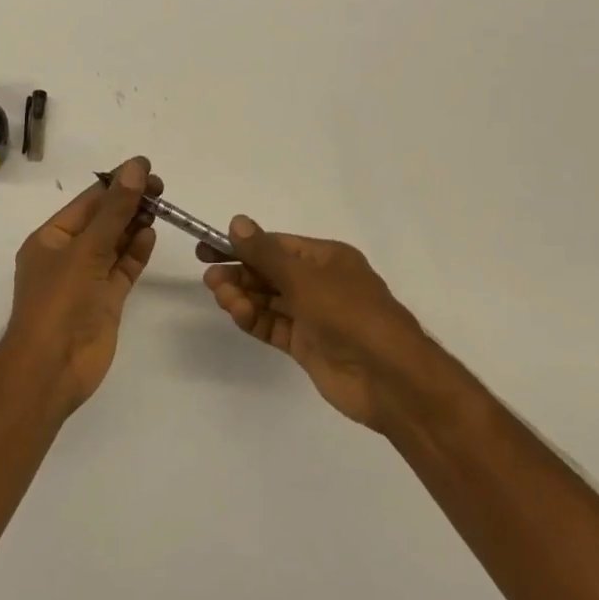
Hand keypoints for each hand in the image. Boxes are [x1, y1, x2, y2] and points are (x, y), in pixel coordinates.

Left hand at [4, 157, 160, 412]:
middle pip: (102, 221)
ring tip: (160, 206)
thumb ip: (115, 210)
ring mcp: (87, 279)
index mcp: (50, 239)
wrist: (53, 367)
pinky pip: (123, 268)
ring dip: (134, 225)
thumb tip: (136, 167)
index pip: (86, 202)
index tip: (146, 169)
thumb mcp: (87, 249)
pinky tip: (151, 234)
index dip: (115, 183)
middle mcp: (67, 256)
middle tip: (161, 188)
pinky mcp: (105, 300)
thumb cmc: (60, 301)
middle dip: (128, 203)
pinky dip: (137, 252)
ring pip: (115, 244)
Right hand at [198, 218, 438, 432]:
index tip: (209, 249)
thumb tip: (237, 222)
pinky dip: (254, 319)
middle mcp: (320, 283)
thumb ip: (265, 253)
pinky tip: (238, 314)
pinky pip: (273, 326)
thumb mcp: (304, 278)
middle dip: (240, 274)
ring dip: (243, 296)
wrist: (388, 377)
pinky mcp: (306, 345)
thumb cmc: (349, 313)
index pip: (276, 246)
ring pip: (269, 300)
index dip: (242, 246)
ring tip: (221, 297)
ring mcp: (313, 316)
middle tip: (210, 278)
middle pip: (270, 273)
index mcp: (327, 259)